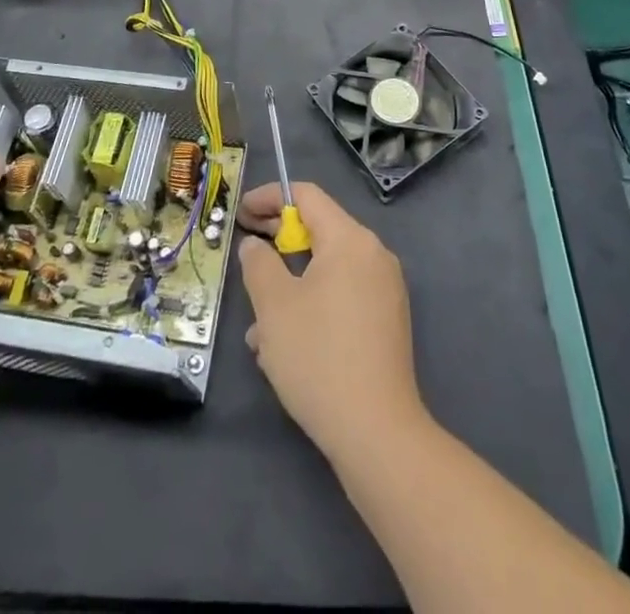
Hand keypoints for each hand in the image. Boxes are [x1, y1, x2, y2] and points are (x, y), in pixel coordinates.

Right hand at [236, 181, 424, 461]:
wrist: (377, 434)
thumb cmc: (319, 357)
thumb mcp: (274, 306)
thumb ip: (259, 264)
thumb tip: (256, 245)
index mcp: (350, 240)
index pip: (307, 196)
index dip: (270, 197)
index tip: (242, 212)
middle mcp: (374, 255)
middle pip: (320, 230)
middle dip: (278, 242)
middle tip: (246, 252)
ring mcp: (385, 290)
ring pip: (327, 270)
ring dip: (290, 284)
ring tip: (258, 324)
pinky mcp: (387, 322)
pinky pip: (342, 296)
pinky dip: (312, 304)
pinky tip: (285, 345)